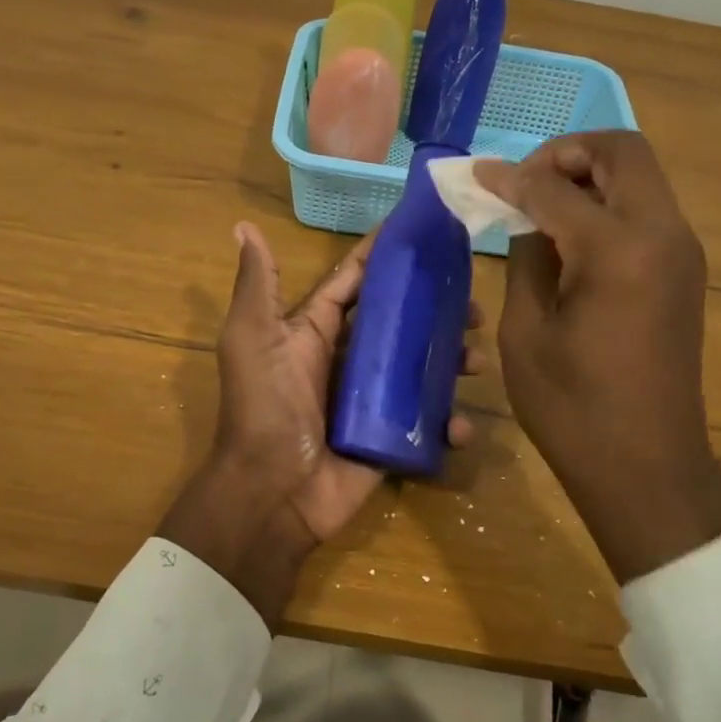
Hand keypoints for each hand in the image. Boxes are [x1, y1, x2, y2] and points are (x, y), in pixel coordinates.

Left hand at [160, 222, 480, 623]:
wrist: (272, 494)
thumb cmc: (264, 408)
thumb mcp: (252, 339)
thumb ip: (257, 285)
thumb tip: (244, 226)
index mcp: (315, 330)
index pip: (356, 282)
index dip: (384, 256)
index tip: (425, 231)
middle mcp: (346, 359)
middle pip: (400, 322)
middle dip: (436, 308)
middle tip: (472, 306)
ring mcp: (372, 400)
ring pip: (421, 367)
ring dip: (452, 359)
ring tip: (476, 358)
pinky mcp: (390, 437)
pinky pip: (427, 423)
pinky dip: (449, 422)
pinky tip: (460, 424)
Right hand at [475, 132, 720, 582]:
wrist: (646, 465)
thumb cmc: (571, 406)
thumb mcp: (526, 331)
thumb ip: (528, 257)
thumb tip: (528, 216)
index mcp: (617, 249)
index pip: (555, 186)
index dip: (510, 176)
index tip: (476, 175)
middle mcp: (661, 234)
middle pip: (622, 151)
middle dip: (567, 153)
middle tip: (524, 181)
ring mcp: (682, 251)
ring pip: (640, 176)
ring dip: (590, 175)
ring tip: (541, 204)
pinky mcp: (685, 271)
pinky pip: (647, 209)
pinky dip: (608, 202)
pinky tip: (571, 235)